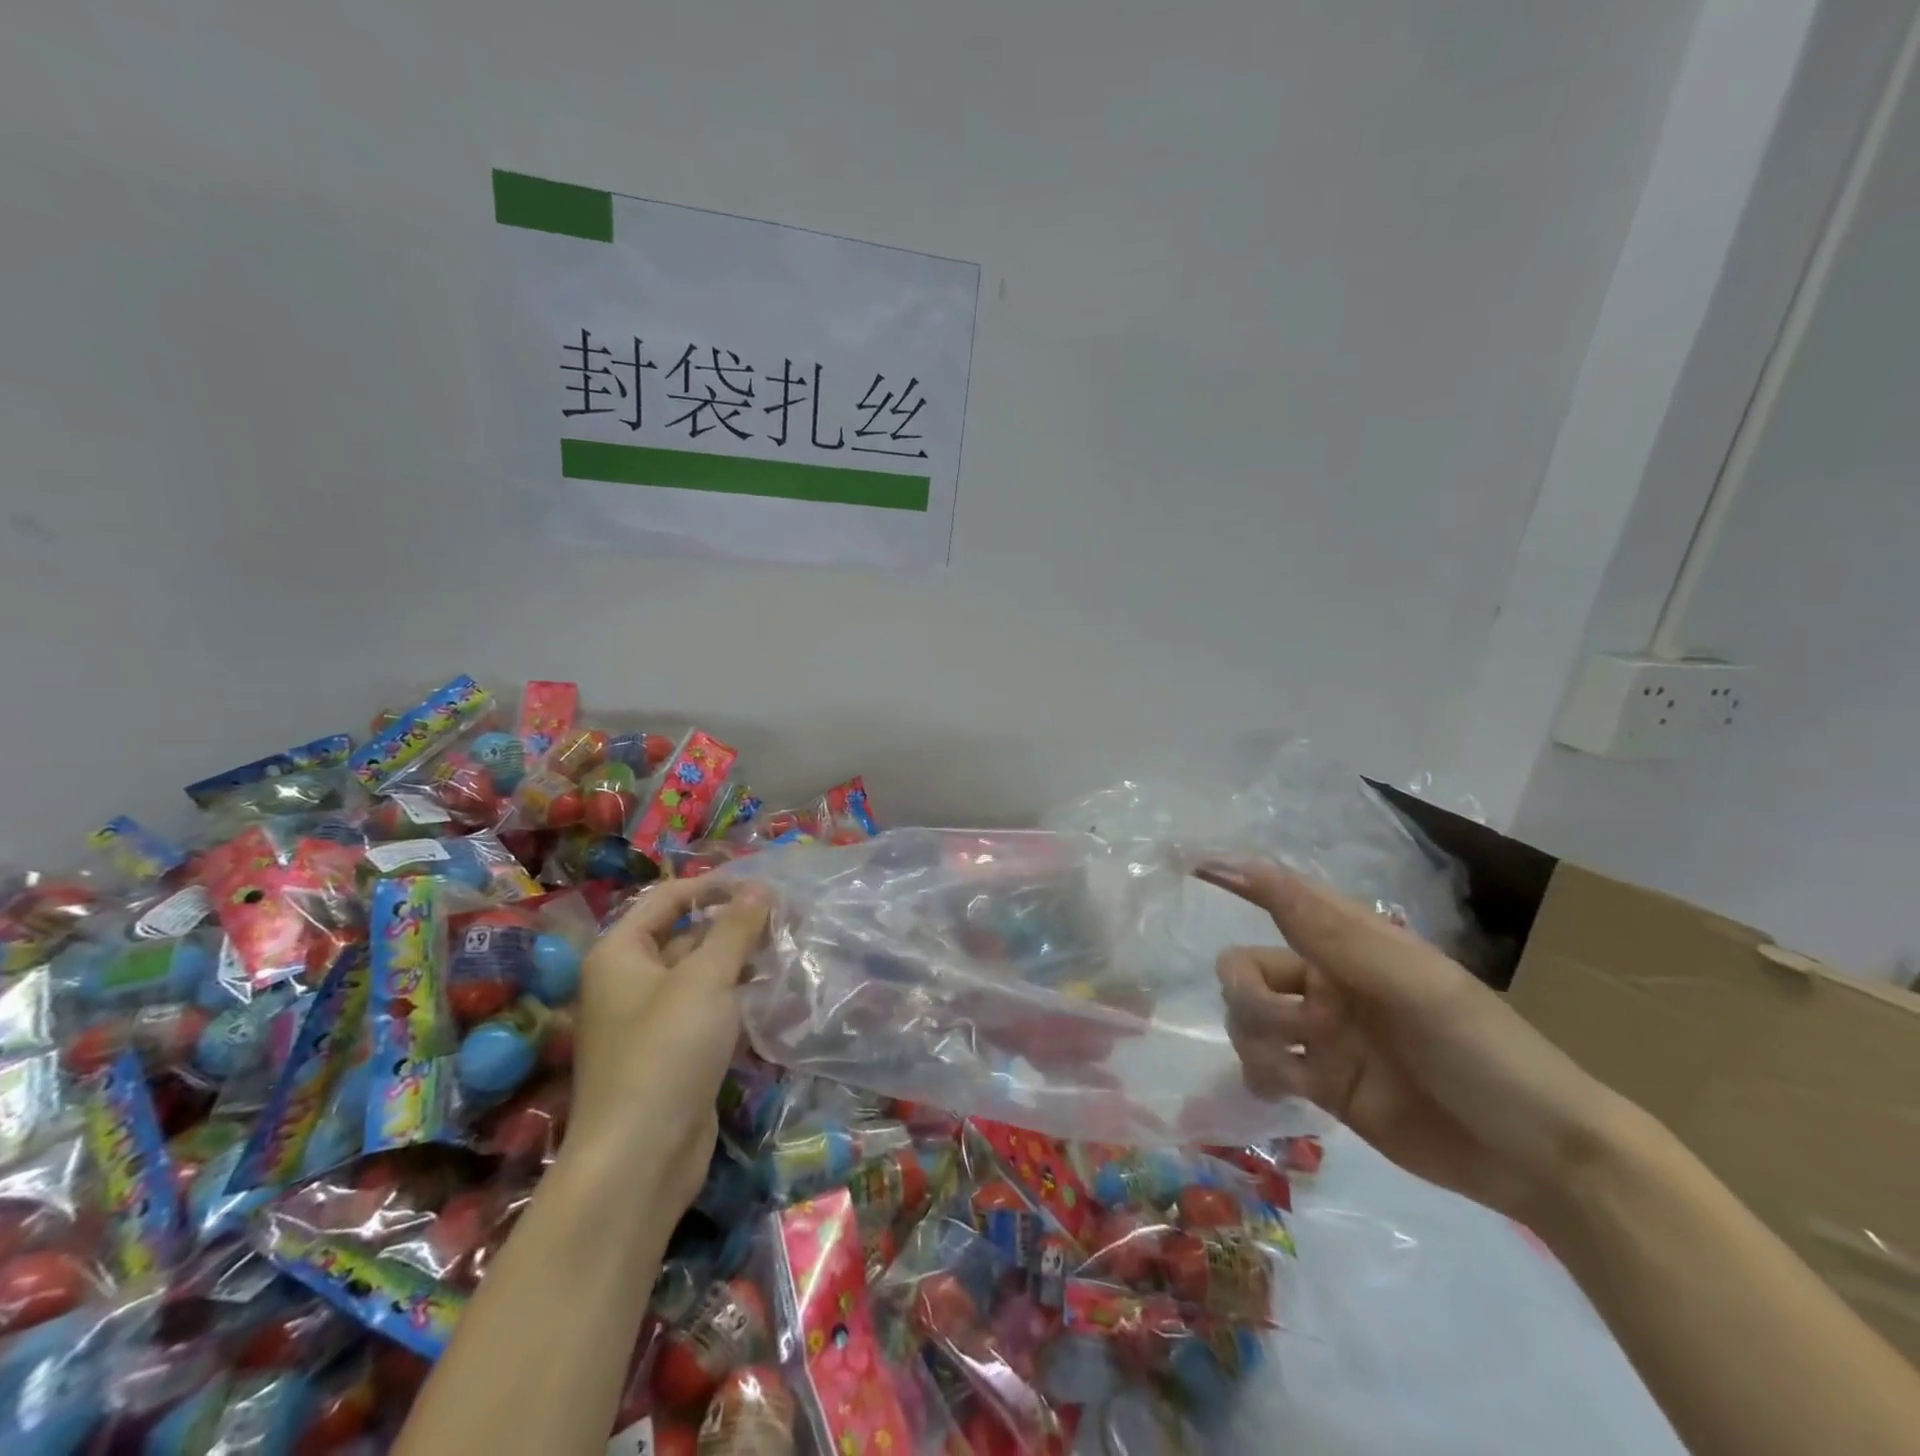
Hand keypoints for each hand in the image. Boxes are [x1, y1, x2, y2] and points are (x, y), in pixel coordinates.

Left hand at [567, 876, 769, 1214]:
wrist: (640, 1159)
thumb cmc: (666, 1052)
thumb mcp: (705, 979)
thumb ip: (735, 928)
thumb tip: (760, 887)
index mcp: (620, 953)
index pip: (668, 898)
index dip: (714, 885)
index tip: (763, 885)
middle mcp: (629, 981)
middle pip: (686, 935)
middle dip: (735, 925)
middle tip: (788, 918)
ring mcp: (651, 1019)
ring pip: (701, 974)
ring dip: (741, 961)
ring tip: (790, 948)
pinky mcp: (673, 1052)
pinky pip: (708, 1009)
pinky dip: (738, 997)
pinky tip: (776, 991)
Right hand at [1199, 860, 1632, 1226]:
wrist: (1539, 1159)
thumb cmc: (1482, 1051)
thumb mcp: (1409, 983)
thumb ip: (1324, 928)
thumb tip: (1250, 865)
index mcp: (1350, 944)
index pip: (1280, 896)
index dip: (1237, 878)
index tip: (1192, 865)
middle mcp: (1326, 981)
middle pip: (1243, 968)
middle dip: (1252, 997)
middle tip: (1299, 1026)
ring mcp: (1322, 1035)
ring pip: (1246, 1019)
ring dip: (1261, 1040)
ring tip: (1304, 1071)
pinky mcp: (1322, 1084)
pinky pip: (1261, 1066)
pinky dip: (1263, 1075)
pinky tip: (1289, 1092)